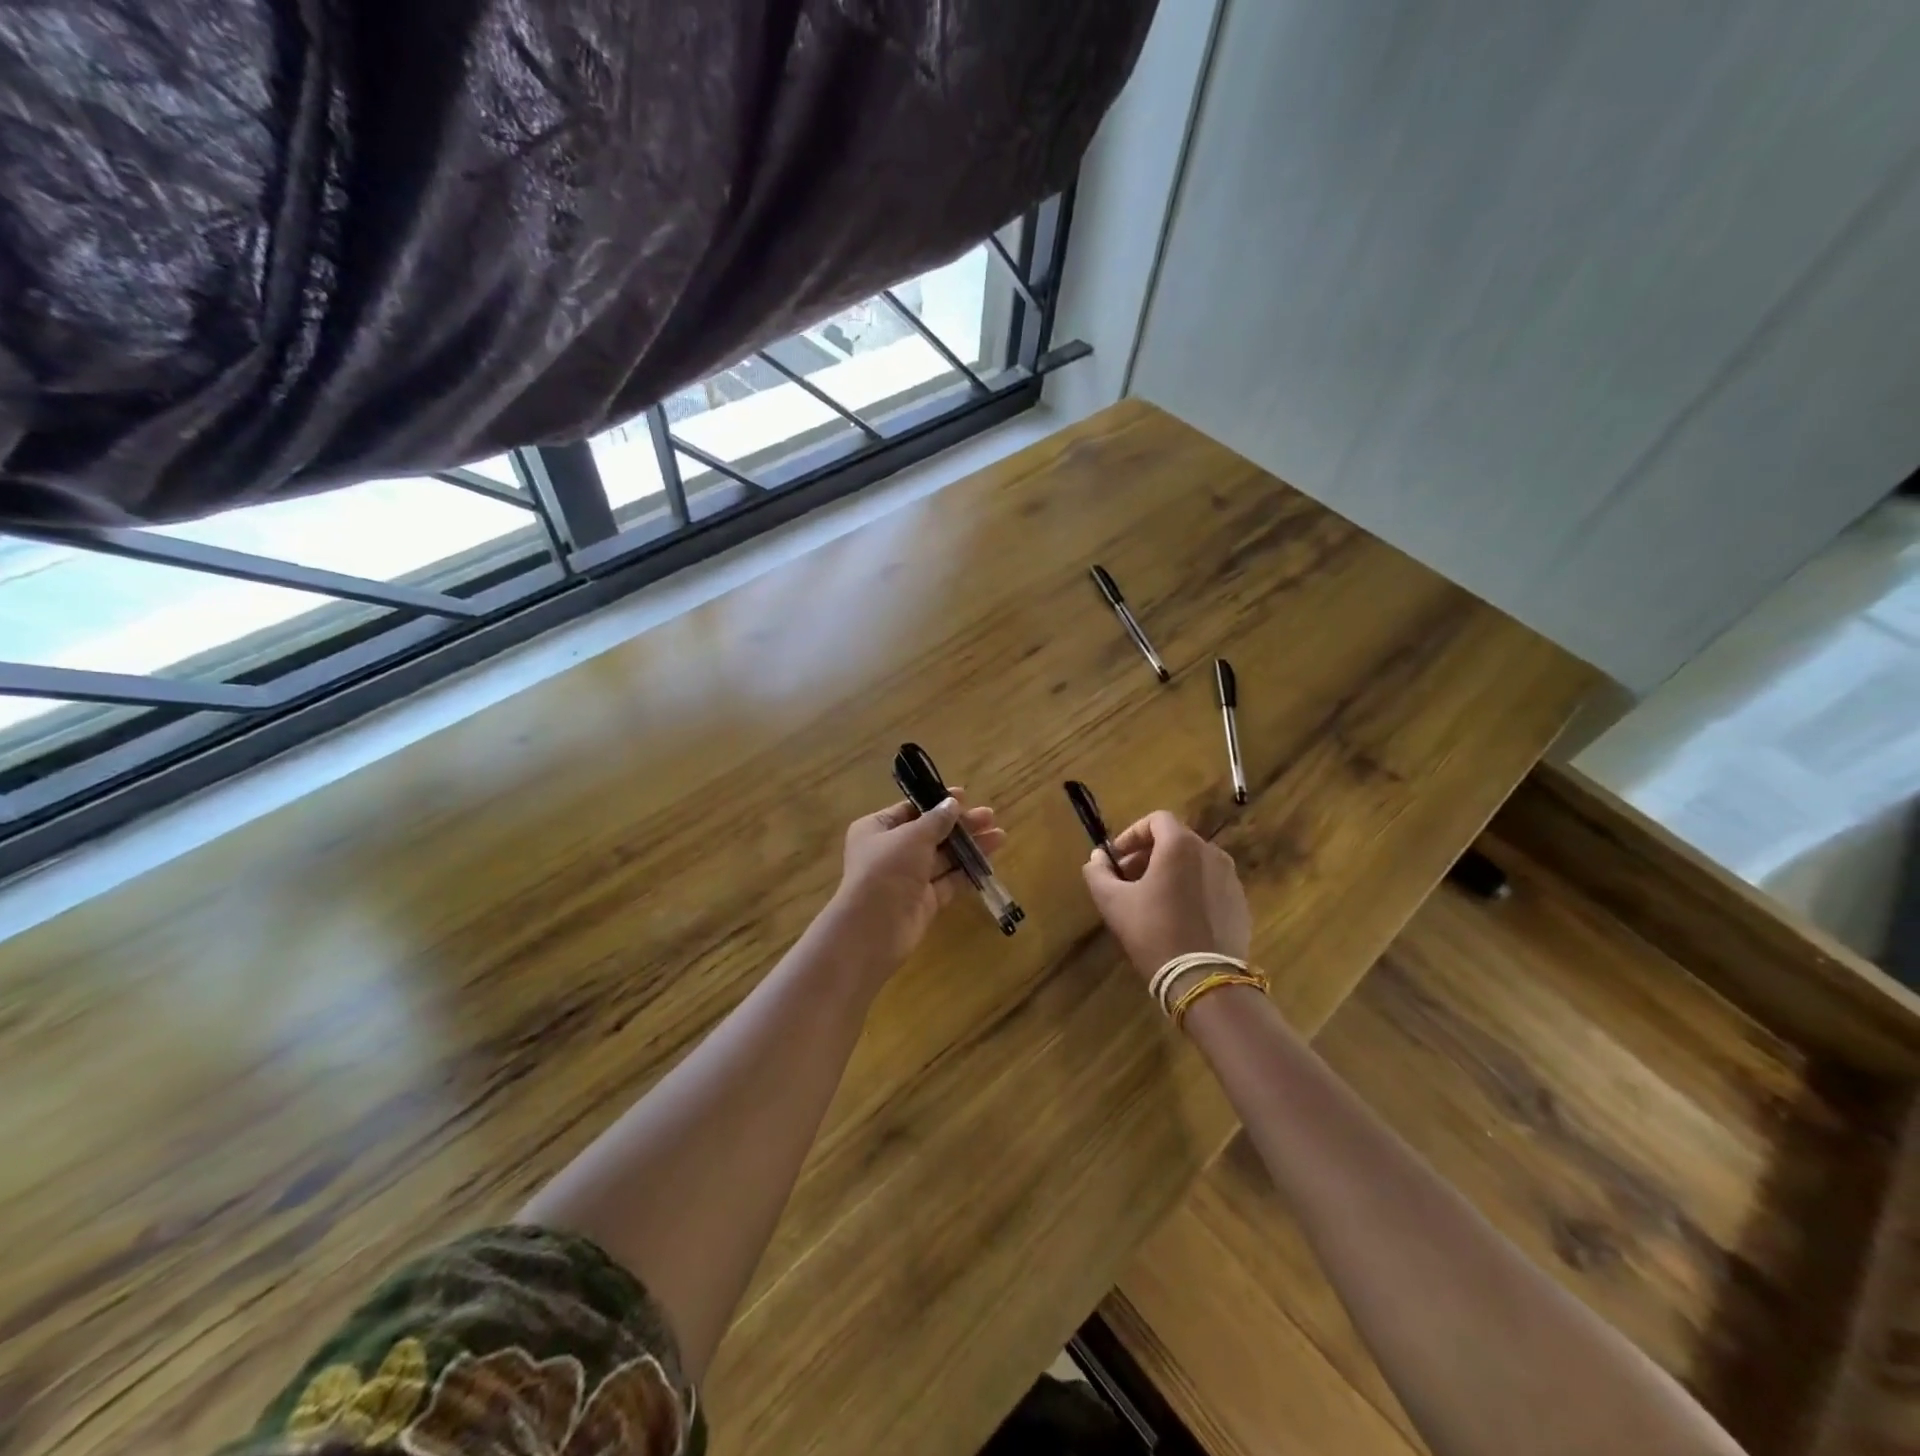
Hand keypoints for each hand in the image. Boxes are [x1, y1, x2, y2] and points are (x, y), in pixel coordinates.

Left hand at [828, 792, 1005, 979]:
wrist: (874, 928)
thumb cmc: (887, 869)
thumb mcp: (913, 836)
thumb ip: (936, 820)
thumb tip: (952, 803)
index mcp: (876, 829)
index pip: (910, 810)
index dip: (937, 803)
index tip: (964, 796)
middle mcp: (890, 852)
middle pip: (930, 833)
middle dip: (960, 826)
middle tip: (990, 817)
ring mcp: (907, 878)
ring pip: (943, 858)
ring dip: (969, 847)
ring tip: (1000, 836)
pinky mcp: (923, 901)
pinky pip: (948, 882)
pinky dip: (966, 872)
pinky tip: (989, 862)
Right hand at [1081, 810, 1250, 978]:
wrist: (1204, 979)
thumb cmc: (1153, 932)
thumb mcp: (1113, 902)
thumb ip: (1098, 872)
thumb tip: (1097, 857)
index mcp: (1181, 845)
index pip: (1156, 820)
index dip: (1132, 834)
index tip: (1116, 857)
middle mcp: (1211, 853)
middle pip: (1175, 840)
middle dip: (1147, 854)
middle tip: (1127, 879)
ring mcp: (1231, 878)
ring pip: (1194, 863)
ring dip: (1170, 871)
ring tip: (1150, 899)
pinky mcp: (1240, 903)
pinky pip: (1210, 884)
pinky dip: (1191, 889)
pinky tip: (1177, 917)